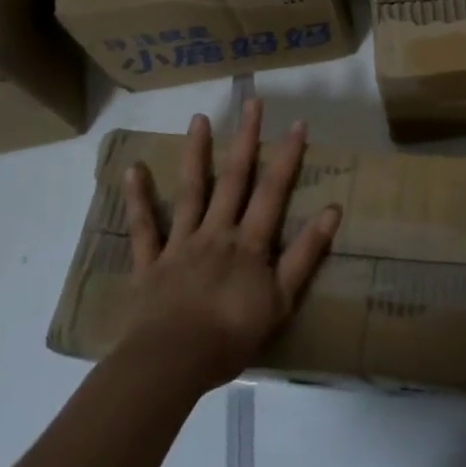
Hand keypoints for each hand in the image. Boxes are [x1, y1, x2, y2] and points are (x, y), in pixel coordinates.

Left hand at [112, 100, 339, 389]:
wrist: (172, 363)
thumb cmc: (231, 335)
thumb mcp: (281, 300)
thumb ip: (305, 254)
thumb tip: (332, 211)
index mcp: (249, 242)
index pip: (273, 190)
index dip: (287, 156)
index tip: (297, 122)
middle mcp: (216, 232)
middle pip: (233, 179)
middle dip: (246, 139)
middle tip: (252, 102)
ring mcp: (180, 244)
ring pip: (190, 192)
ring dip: (196, 154)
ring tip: (199, 119)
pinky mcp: (150, 264)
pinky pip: (143, 228)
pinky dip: (138, 199)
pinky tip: (133, 170)